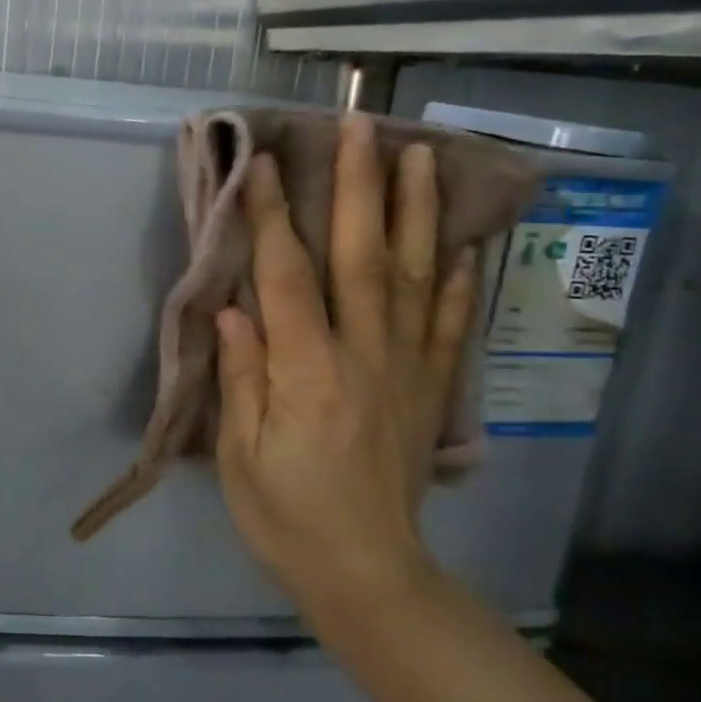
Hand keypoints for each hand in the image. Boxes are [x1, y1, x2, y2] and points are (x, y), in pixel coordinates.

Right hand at [214, 114, 479, 620]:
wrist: (367, 575)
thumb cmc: (286, 516)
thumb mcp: (239, 454)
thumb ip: (242, 375)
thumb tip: (234, 307)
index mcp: (308, 374)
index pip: (289, 278)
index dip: (277, 217)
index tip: (267, 163)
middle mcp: (365, 358)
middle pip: (365, 259)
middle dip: (361, 187)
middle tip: (360, 126)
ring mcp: (406, 370)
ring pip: (417, 278)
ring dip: (417, 212)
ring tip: (419, 155)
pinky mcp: (428, 389)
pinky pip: (450, 325)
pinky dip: (461, 279)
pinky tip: (466, 241)